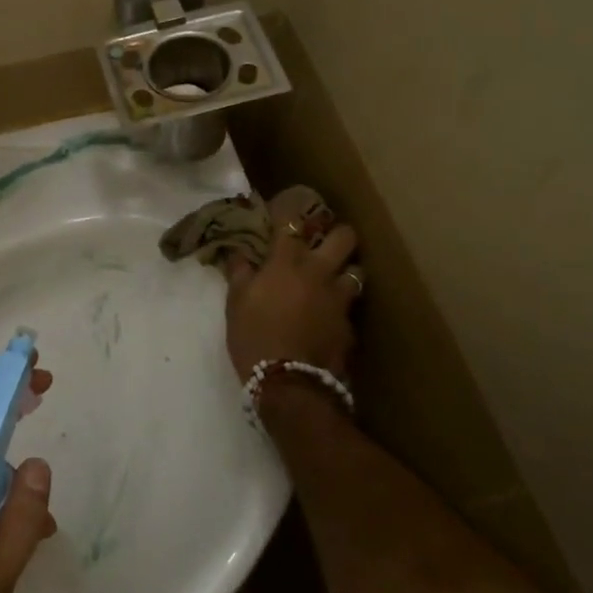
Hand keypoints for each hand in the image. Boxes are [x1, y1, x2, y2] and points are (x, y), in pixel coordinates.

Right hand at [223, 198, 360, 383]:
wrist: (289, 383)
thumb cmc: (253, 336)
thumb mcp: (236, 303)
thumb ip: (240, 273)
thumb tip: (238, 253)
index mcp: (287, 262)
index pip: (292, 222)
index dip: (289, 212)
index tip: (284, 209)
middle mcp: (319, 272)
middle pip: (344, 237)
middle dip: (336, 233)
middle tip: (324, 241)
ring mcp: (339, 299)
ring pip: (357, 270)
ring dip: (346, 269)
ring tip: (335, 277)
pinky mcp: (349, 325)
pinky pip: (351, 306)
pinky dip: (342, 306)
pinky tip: (331, 315)